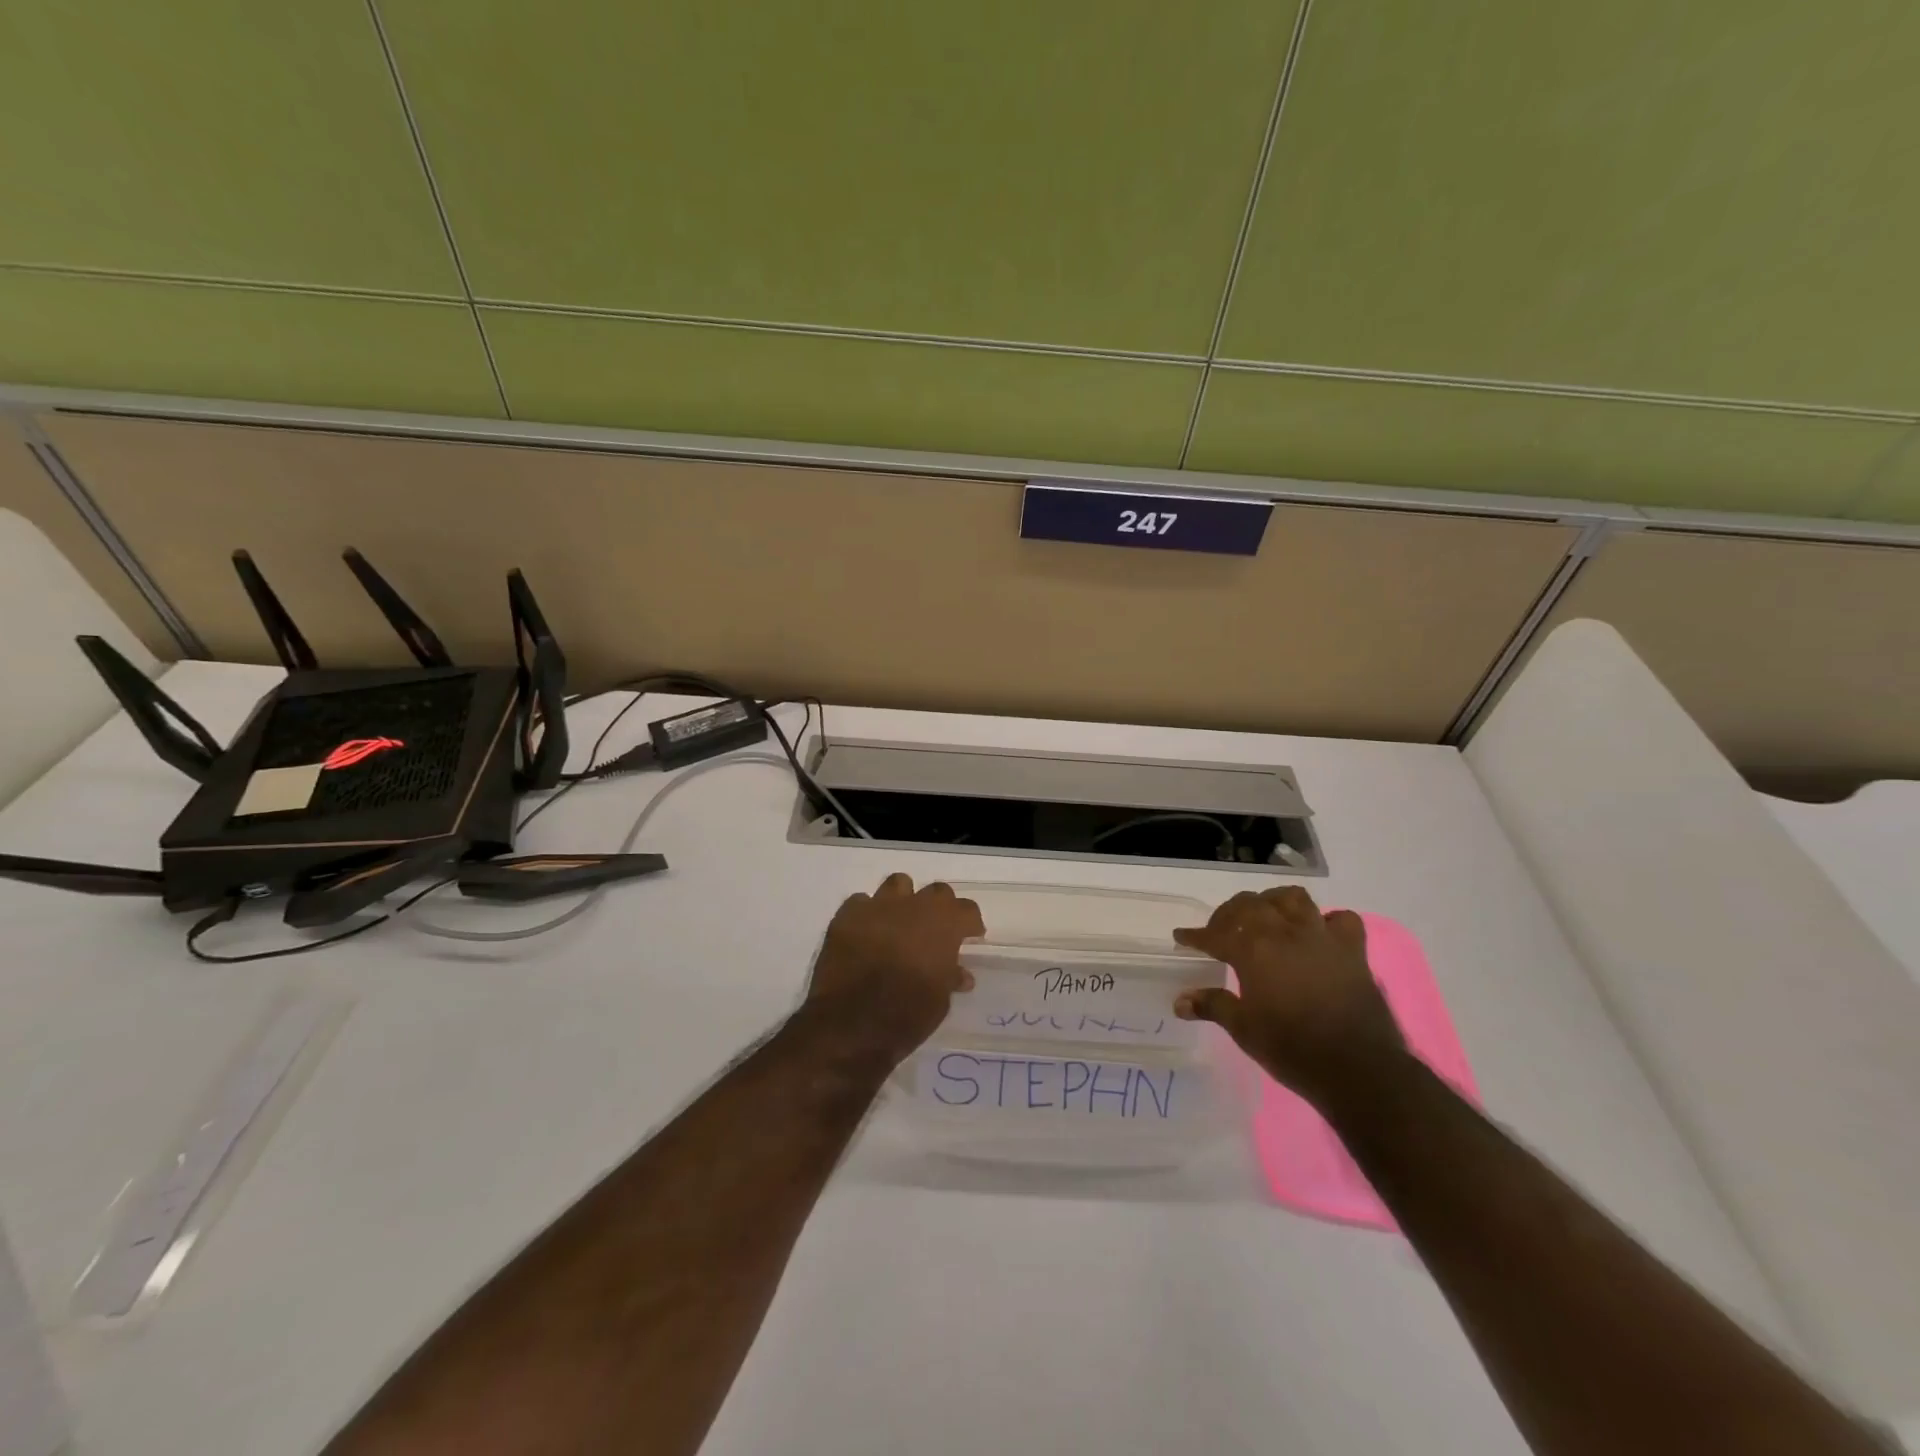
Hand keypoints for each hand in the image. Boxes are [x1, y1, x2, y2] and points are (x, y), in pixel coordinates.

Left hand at [806, 873, 983, 1062]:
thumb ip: (949, 978)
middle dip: (940, 908)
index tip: (970, 937)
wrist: (850, 1022)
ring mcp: (878, 906)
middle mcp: (914, 906)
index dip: (970, 924)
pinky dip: (867, 914)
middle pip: (937, 892)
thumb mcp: (940, 1002)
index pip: (967, 910)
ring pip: (898, 884)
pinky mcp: (847, 915)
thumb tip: (959, 974)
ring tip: (900, 922)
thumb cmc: (906, 1015)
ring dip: (904, 900)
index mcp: (944, 924)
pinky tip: (866, 933)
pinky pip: (861, 902)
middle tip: (936, 931)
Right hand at [1173, 886, 1405, 1105]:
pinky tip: (1317, 933)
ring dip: (1273, 902)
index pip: (1215, 935)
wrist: (1358, 1069)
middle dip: (1229, 914)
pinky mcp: (1352, 950)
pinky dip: (1326, 921)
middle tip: (1220, 930)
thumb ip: (1212, 1006)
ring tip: (1265, 917)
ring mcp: (1321, 937)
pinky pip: (1340, 919)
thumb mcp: (1243, 1029)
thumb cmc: (1292, 1049)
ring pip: (1292, 899)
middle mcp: (1284, 933)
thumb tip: (1180, 1001)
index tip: (1182, 937)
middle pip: (1250, 905)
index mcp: (1253, 950)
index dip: (1195, 936)